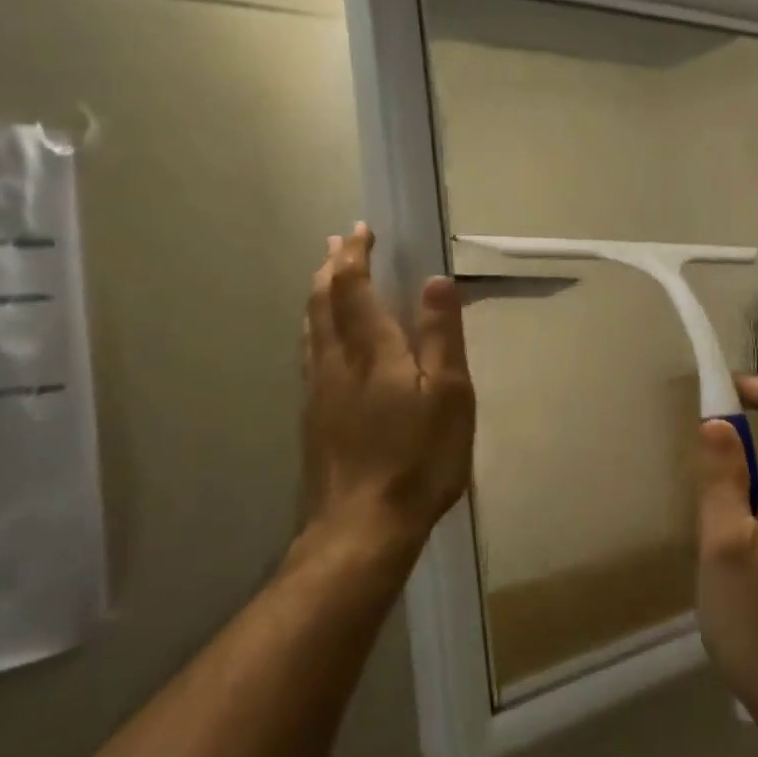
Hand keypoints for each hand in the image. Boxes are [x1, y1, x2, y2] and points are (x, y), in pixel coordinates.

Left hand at [302, 224, 474, 566]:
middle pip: (323, 301)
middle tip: (337, 242)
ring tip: (322, 276)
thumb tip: (435, 280)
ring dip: (317, 293)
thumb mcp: (449, 397)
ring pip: (310, 327)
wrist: (362, 526)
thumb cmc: (418, 460)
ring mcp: (318, 390)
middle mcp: (336, 361)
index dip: (355, 256)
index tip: (360, 230)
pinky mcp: (312, 416)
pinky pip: (308, 353)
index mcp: (373, 351)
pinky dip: (313, 327)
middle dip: (331, 267)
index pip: (354, 288)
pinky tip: (318, 339)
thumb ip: (440, 336)